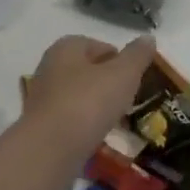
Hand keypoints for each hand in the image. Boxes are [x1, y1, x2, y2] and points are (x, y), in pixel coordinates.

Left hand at [21, 34, 156, 161]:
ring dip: (97, 108)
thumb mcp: (122, 75)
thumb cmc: (88, 103)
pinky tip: (99, 140)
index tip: (136, 79)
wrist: (48, 151)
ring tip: (118, 123)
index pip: (100, 46)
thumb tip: (148, 38)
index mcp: (67, 48)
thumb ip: (137, 56)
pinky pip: (71, 122)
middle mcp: (51, 68)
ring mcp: (43, 99)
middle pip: (88, 72)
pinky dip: (85, 128)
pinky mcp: (41, 128)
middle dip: (108, 84)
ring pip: (79, 98)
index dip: (120, 60)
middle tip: (129, 100)